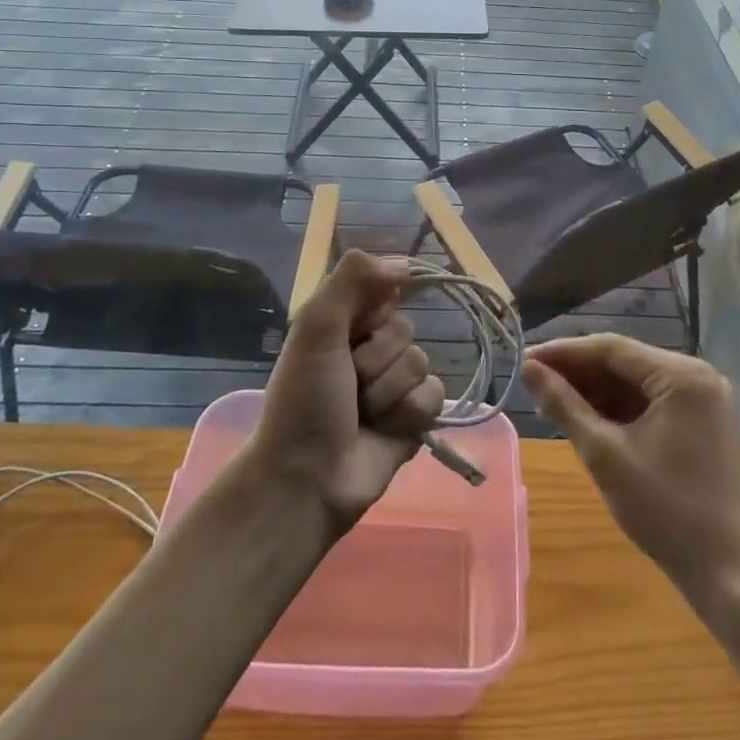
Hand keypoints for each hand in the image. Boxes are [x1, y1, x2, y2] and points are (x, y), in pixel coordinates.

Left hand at [253, 250, 445, 530]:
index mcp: (343, 326)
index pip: (383, 292)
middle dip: (377, 359)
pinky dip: (409, 413)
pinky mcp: (414, 418)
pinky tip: (387, 430)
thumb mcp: (315, 328)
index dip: (373, 310)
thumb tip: (404, 260)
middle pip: (405, 329)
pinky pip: (434, 396)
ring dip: (389, 391)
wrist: (308, 478)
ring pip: (420, 363)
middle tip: (349, 383)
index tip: (357, 326)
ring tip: (363, 414)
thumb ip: (352, 280)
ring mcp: (394, 385)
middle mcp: (370, 350)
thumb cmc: (305, 400)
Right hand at [523, 334, 739, 601]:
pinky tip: (587, 419)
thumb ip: (564, 405)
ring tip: (552, 405)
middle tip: (533, 385)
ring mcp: (703, 399)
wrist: (728, 571)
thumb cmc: (665, 510)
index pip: (611, 348)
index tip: (524, 361)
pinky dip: (619, 409)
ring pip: (636, 382)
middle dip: (578, 374)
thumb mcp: (605, 454)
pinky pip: (651, 402)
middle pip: (624, 362)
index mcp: (682, 376)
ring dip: (595, 391)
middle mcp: (698, 376)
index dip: (563, 353)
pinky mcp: (702, 422)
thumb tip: (529, 369)